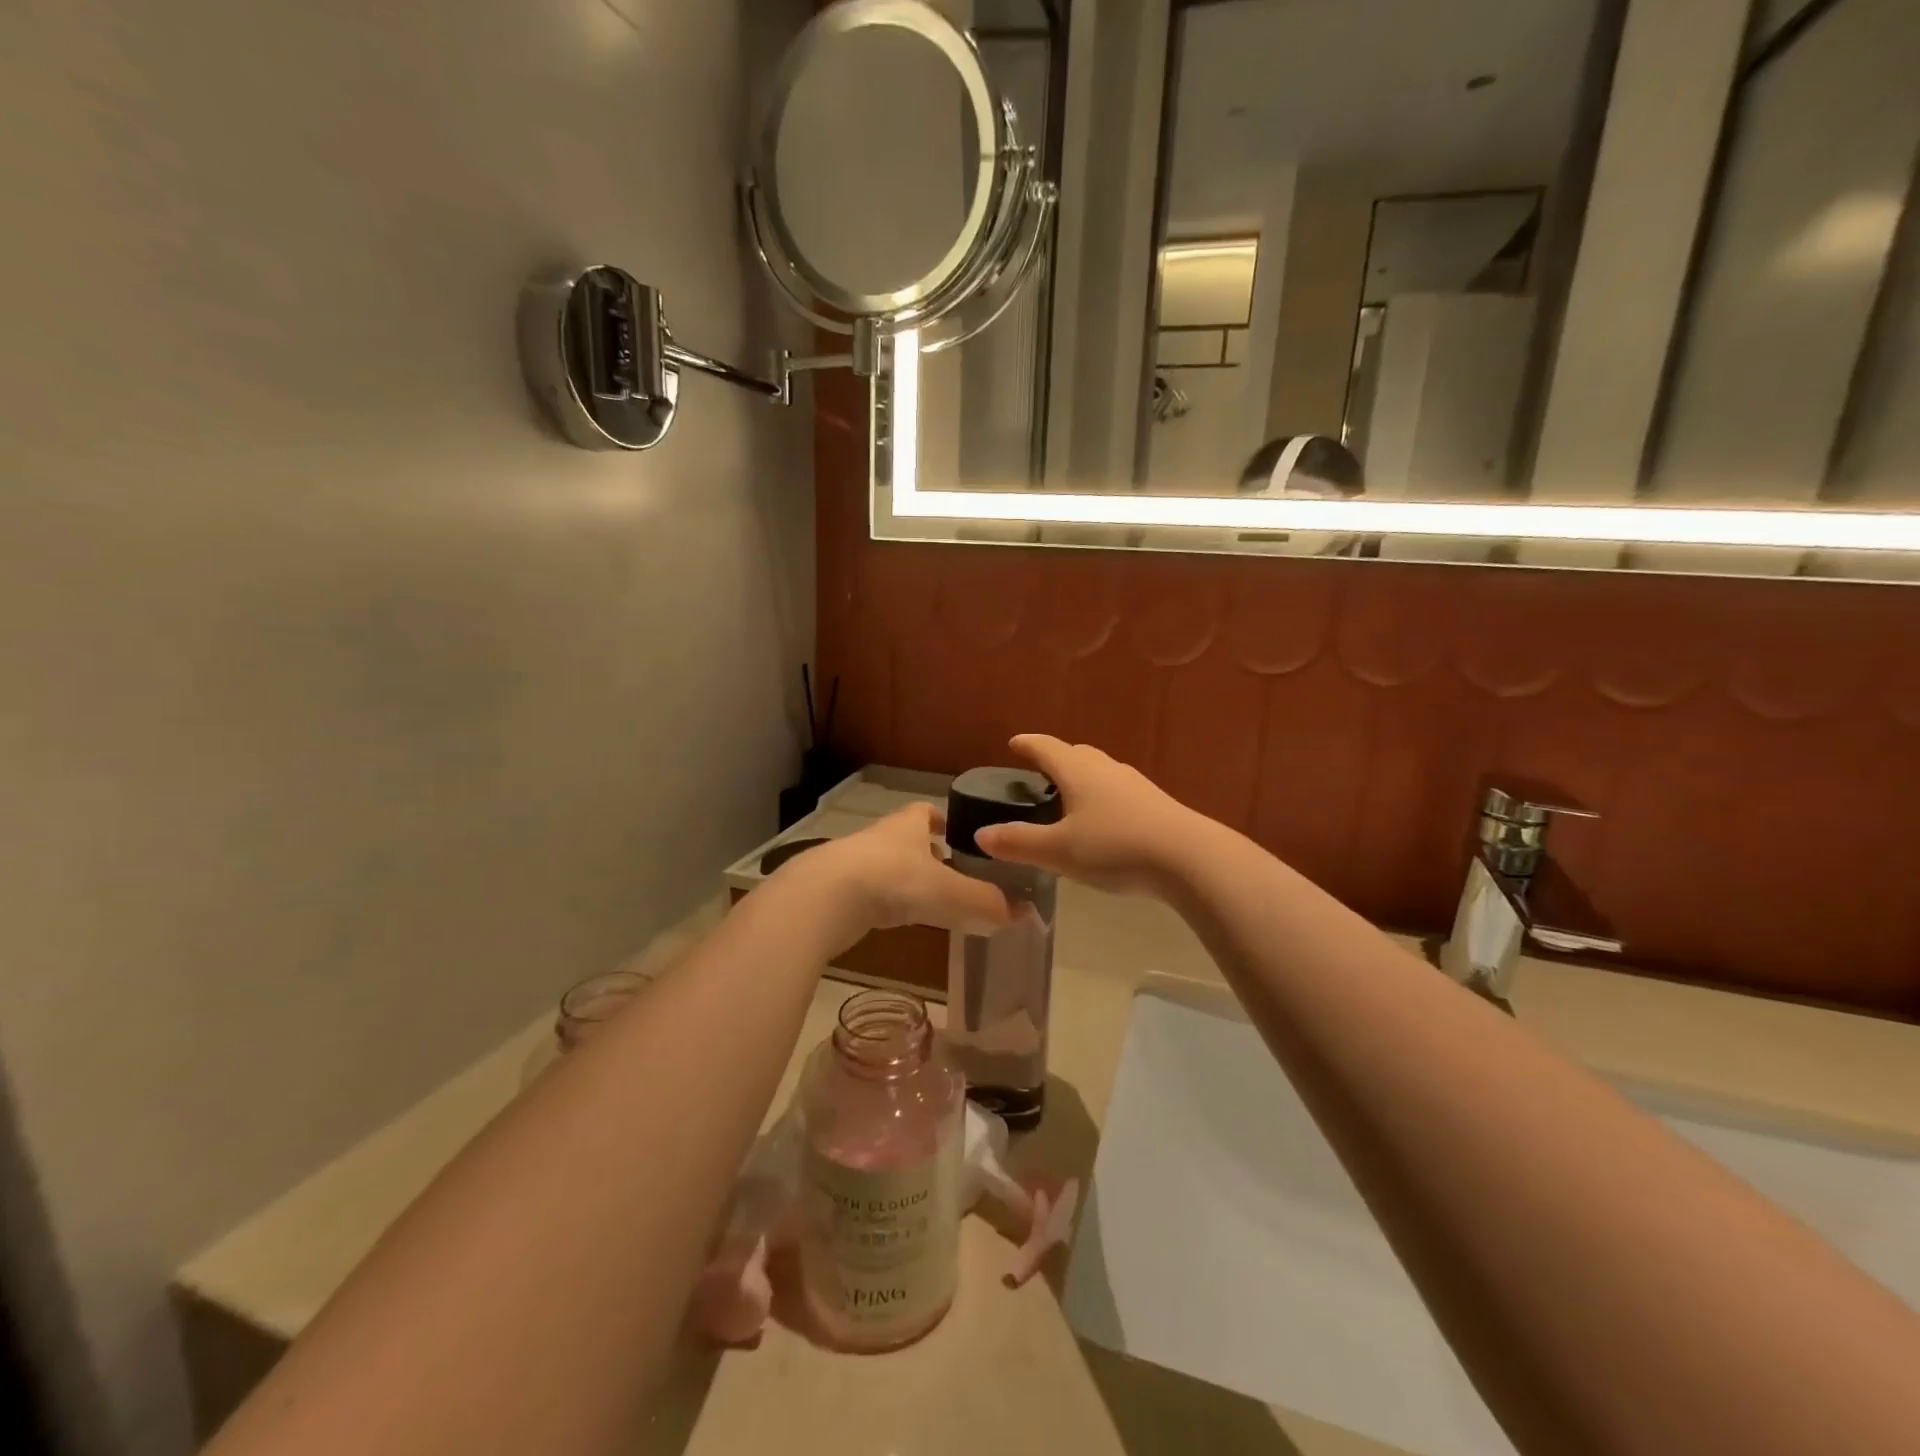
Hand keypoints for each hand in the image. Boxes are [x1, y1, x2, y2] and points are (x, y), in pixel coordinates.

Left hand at [785, 803, 1014, 949]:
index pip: (926, 811)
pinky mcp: (835, 890)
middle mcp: (880, 837)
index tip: (960, 834)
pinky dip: (884, 902)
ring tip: (930, 902)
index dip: (944, 820)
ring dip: (906, 880)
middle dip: (928, 854)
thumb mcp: (949, 893)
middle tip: (953, 874)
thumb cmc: (892, 881)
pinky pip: (868, 892)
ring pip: (887, 866)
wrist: (822, 898)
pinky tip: (895, 920)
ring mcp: (853, 862)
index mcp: (907, 825)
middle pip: (907, 839)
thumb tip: (1025, 914)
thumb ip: (986, 903)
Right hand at [974, 735, 1200, 896]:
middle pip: (1078, 754)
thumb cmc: (1115, 848)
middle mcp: (1107, 770)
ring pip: (1102, 772)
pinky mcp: (1157, 805)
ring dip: (1083, 777)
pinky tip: (1106, 819)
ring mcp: (1136, 785)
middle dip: (1057, 758)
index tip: (1014, 743)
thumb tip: (981, 835)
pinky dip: (1104, 796)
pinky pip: (1120, 791)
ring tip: (1071, 795)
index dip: (1028, 745)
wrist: (1189, 860)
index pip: (1047, 748)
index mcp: (1079, 772)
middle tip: (1041, 770)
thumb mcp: (1059, 851)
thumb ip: (1019, 843)